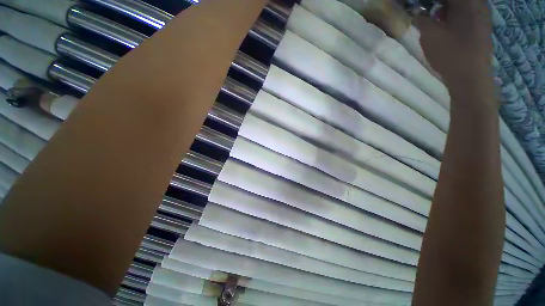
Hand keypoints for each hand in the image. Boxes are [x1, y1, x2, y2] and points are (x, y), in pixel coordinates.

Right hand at [415, 0, 493, 93]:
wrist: (470, 77)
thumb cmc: (450, 53)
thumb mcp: (430, 36)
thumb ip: (422, 21)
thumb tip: (418, 16)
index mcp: (467, 2)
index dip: (432, 2)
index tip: (423, 7)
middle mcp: (478, 5)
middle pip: (457, 1)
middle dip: (440, 5)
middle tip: (428, 12)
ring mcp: (483, 18)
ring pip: (463, 6)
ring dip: (448, 10)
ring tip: (436, 20)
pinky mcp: (482, 29)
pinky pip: (468, 15)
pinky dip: (456, 18)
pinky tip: (448, 29)